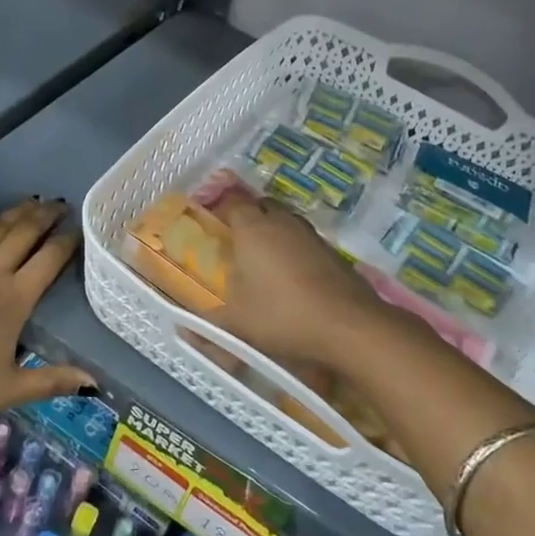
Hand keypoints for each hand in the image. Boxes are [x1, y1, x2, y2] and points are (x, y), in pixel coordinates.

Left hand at [0, 199, 93, 429]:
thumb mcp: (9, 389)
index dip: (67, 241)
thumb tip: (94, 384)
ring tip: (32, 201)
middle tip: (60, 203)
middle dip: (46, 215)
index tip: (80, 228)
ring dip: (16, 212)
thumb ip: (52, 381)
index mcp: (15, 300)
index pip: (49, 259)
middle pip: (25, 233)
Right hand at [209, 193, 386, 374]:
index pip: (232, 203)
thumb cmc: (282, 315)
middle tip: (237, 241)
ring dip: (275, 233)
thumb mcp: (237, 324)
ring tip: (264, 261)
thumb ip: (210, 325)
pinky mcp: (333, 253)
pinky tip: (293, 278)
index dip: (220, 210)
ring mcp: (312, 235)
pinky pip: (306, 242)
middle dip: (249, 218)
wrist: (348, 325)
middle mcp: (282, 223)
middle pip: (262, 207)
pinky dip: (296, 251)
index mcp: (253, 229)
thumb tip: (186, 332)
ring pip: (287, 222)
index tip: (211, 224)